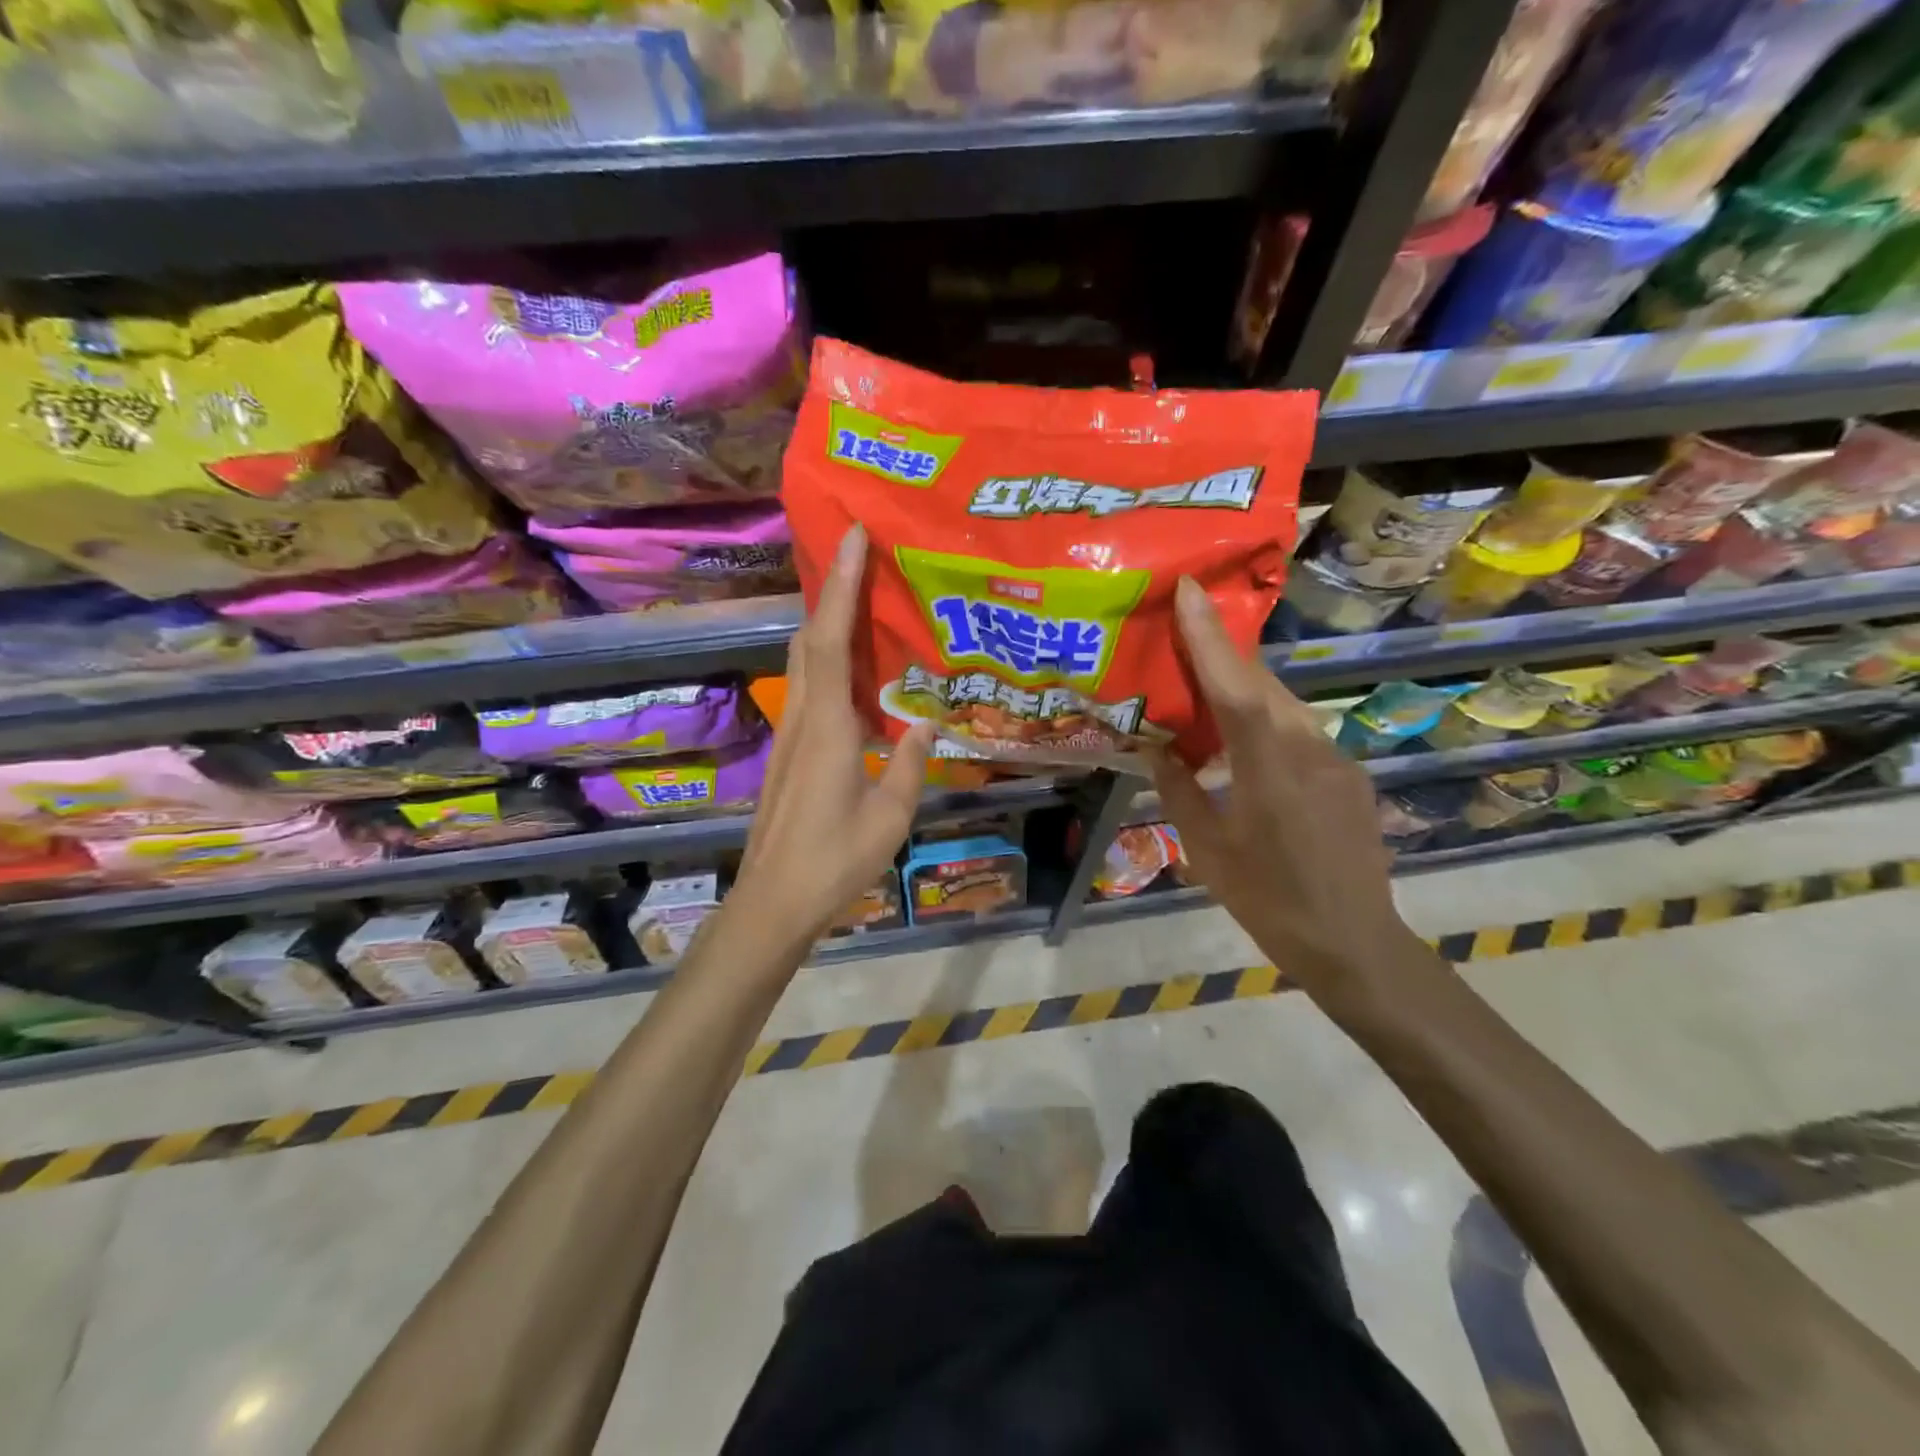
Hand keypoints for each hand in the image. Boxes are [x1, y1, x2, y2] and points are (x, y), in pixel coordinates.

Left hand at [728, 525, 933, 945]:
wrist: (773, 902)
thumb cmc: (834, 861)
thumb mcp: (890, 816)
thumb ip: (911, 764)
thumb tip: (928, 725)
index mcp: (827, 727)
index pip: (830, 640)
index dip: (840, 585)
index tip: (852, 537)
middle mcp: (803, 718)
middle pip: (808, 640)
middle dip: (830, 592)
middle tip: (862, 559)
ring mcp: (791, 735)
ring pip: (804, 663)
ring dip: (827, 624)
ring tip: (863, 602)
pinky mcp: (791, 753)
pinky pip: (810, 689)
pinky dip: (828, 662)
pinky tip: (857, 673)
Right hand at [1148, 578, 1429, 1010]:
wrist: (1356, 944)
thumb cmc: (1270, 902)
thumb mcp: (1209, 851)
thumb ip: (1180, 792)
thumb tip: (1156, 750)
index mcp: (1268, 768)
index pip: (1234, 687)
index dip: (1209, 636)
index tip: (1190, 590)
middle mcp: (1310, 749)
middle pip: (1262, 684)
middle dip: (1223, 654)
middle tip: (1183, 633)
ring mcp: (1337, 759)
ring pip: (1284, 705)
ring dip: (1244, 689)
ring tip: (1206, 690)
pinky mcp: (1350, 775)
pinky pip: (1301, 731)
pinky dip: (1267, 722)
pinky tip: (1245, 745)